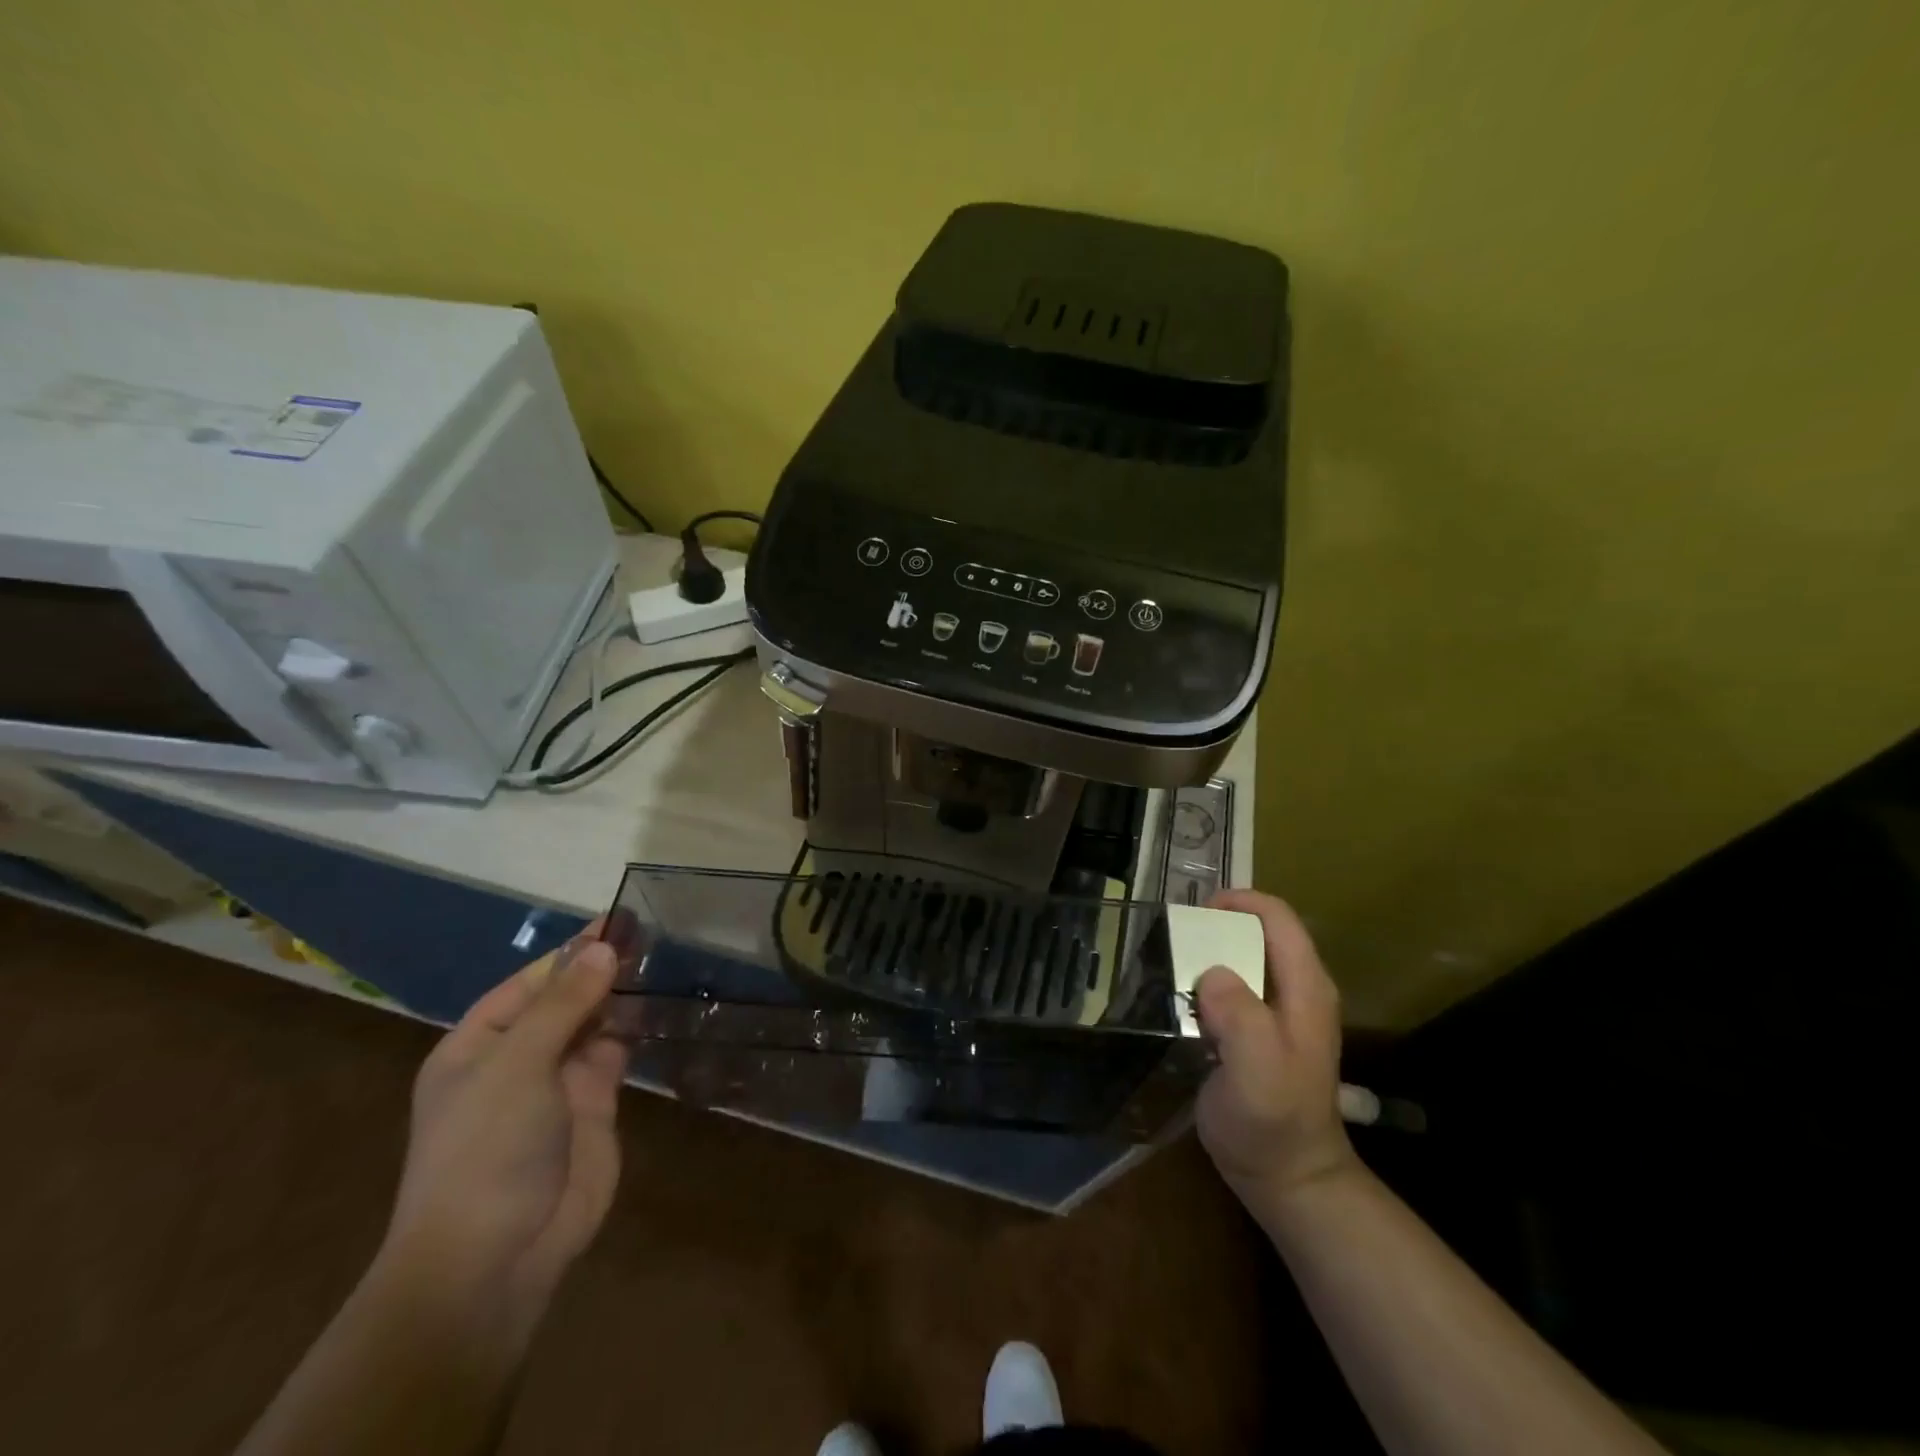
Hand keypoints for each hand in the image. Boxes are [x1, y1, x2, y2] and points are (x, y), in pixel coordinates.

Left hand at [381, 926, 627, 1329]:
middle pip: (564, 1001)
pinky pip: (616, 1054)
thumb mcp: (517, 1065)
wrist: (497, 1256)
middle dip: (601, 970)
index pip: (529, 983)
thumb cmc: (487, 1148)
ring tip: (664, 959)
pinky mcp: (595, 1105)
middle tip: (653, 934)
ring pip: (594, 1024)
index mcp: (478, 1046)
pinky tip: (661, 1004)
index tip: (616, 919)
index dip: (571, 951)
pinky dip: (636, 1029)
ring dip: (622, 996)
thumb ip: (564, 1004)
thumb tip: (604, 947)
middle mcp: (517, 1059)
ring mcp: (558, 1084)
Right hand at [1195, 890, 1359, 1211]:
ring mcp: (1276, 1012)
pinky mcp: (1255, 1031)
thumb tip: (1210, 973)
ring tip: (1167, 965)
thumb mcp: (1259, 1068)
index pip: (1277, 918)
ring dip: (1205, 955)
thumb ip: (1241, 1015)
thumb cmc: (1273, 1121)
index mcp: (1305, 988)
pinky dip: (1203, 982)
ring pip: (1241, 959)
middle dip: (1215, 927)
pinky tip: (1178, 998)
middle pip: (1257, 932)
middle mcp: (1295, 990)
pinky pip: (1229, 988)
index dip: (1239, 902)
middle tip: (1172, 941)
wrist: (1286, 1178)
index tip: (1194, 914)